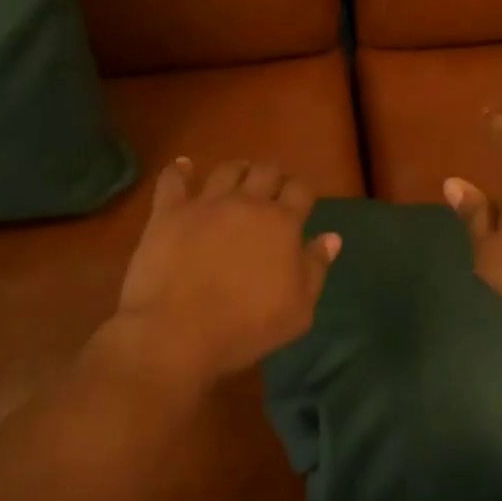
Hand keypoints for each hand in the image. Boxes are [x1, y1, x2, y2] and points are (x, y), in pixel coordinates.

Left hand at [102, 158, 340, 388]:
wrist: (177, 333)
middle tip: (271, 190)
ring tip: (237, 178)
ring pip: (227, 169)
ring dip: (237, 170)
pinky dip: (179, 170)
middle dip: (273, 176)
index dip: (303, 191)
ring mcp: (206, 204)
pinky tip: (183, 167)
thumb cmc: (246, 327)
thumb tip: (332, 237)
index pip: (301, 189)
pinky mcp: (169, 212)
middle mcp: (247, 203)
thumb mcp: (298, 310)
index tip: (302, 200)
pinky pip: (172, 180)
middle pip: (266, 171)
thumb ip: (316, 268)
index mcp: (282, 223)